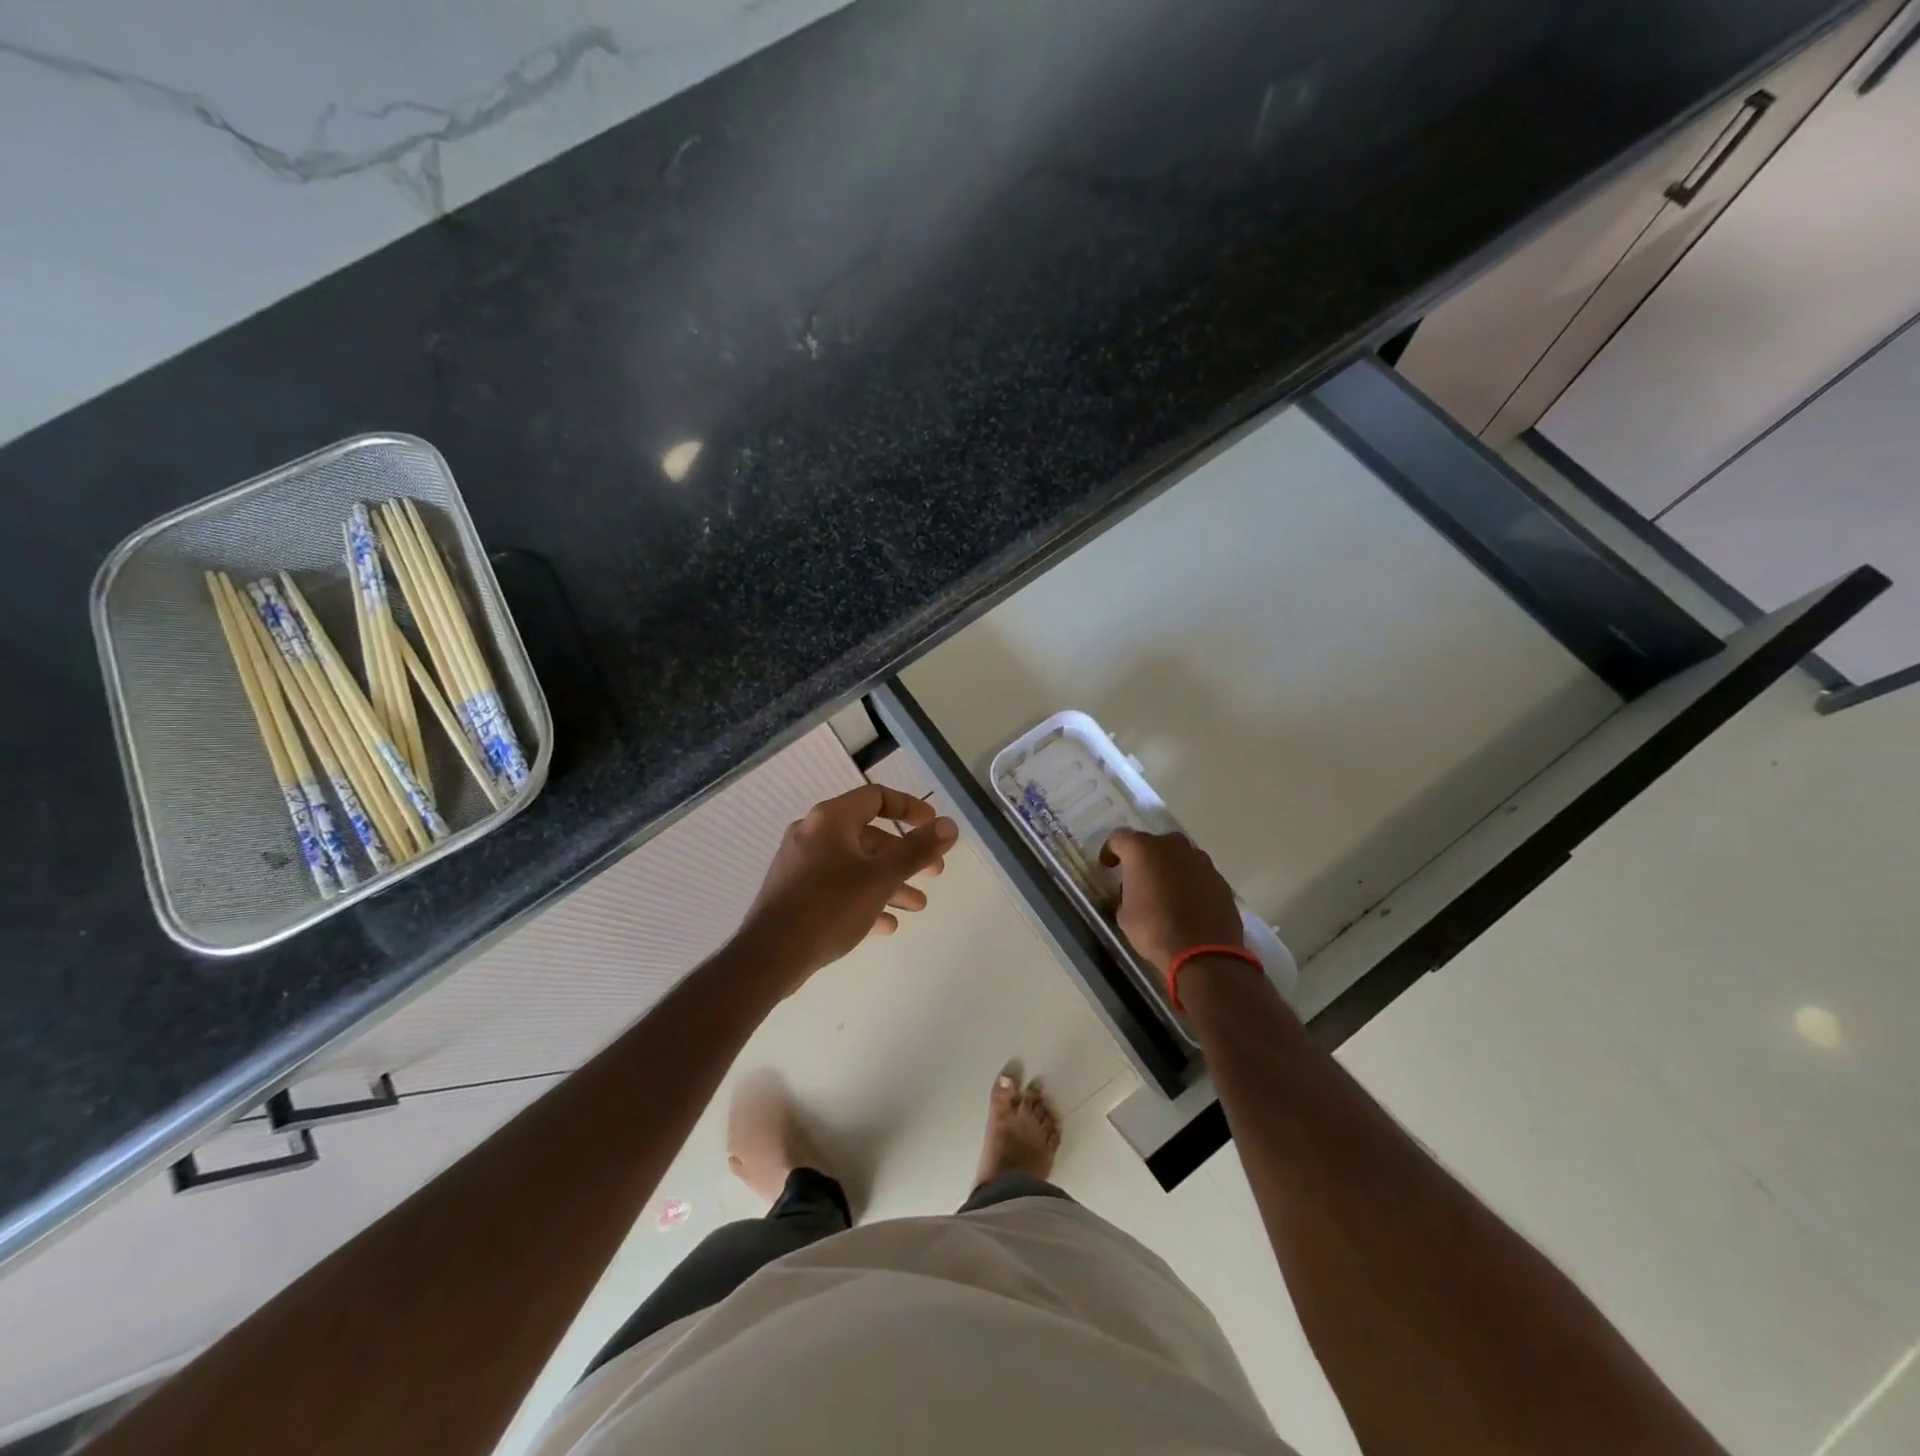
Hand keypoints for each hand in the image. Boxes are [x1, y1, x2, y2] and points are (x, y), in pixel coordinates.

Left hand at [735, 785, 957, 992]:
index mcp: (831, 819)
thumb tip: (950, 825)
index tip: (934, 826)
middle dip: (905, 856)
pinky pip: (837, 887)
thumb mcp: (881, 877)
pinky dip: (863, 898)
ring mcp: (800, 864)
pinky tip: (885, 924)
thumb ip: (917, 850)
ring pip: (855, 865)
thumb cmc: (829, 907)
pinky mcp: (794, 893)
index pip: (876, 797)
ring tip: (916, 906)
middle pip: (869, 835)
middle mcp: (813, 833)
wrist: (769, 956)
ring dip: (888, 882)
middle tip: (934, 874)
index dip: (910, 808)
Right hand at [1100, 828, 1244, 972]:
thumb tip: (1128, 894)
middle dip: (1145, 857)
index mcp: (1143, 850)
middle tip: (1140, 878)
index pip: (1119, 837)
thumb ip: (1124, 895)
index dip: (1111, 851)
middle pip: (1154, 843)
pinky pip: (1199, 875)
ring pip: (1180, 857)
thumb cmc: (1154, 930)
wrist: (1203, 952)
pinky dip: (1191, 884)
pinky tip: (1188, 905)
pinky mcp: (1220, 880)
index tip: (1108, 866)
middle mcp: (1173, 847)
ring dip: (1171, 869)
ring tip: (1166, 892)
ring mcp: (1201, 861)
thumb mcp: (1124, 915)